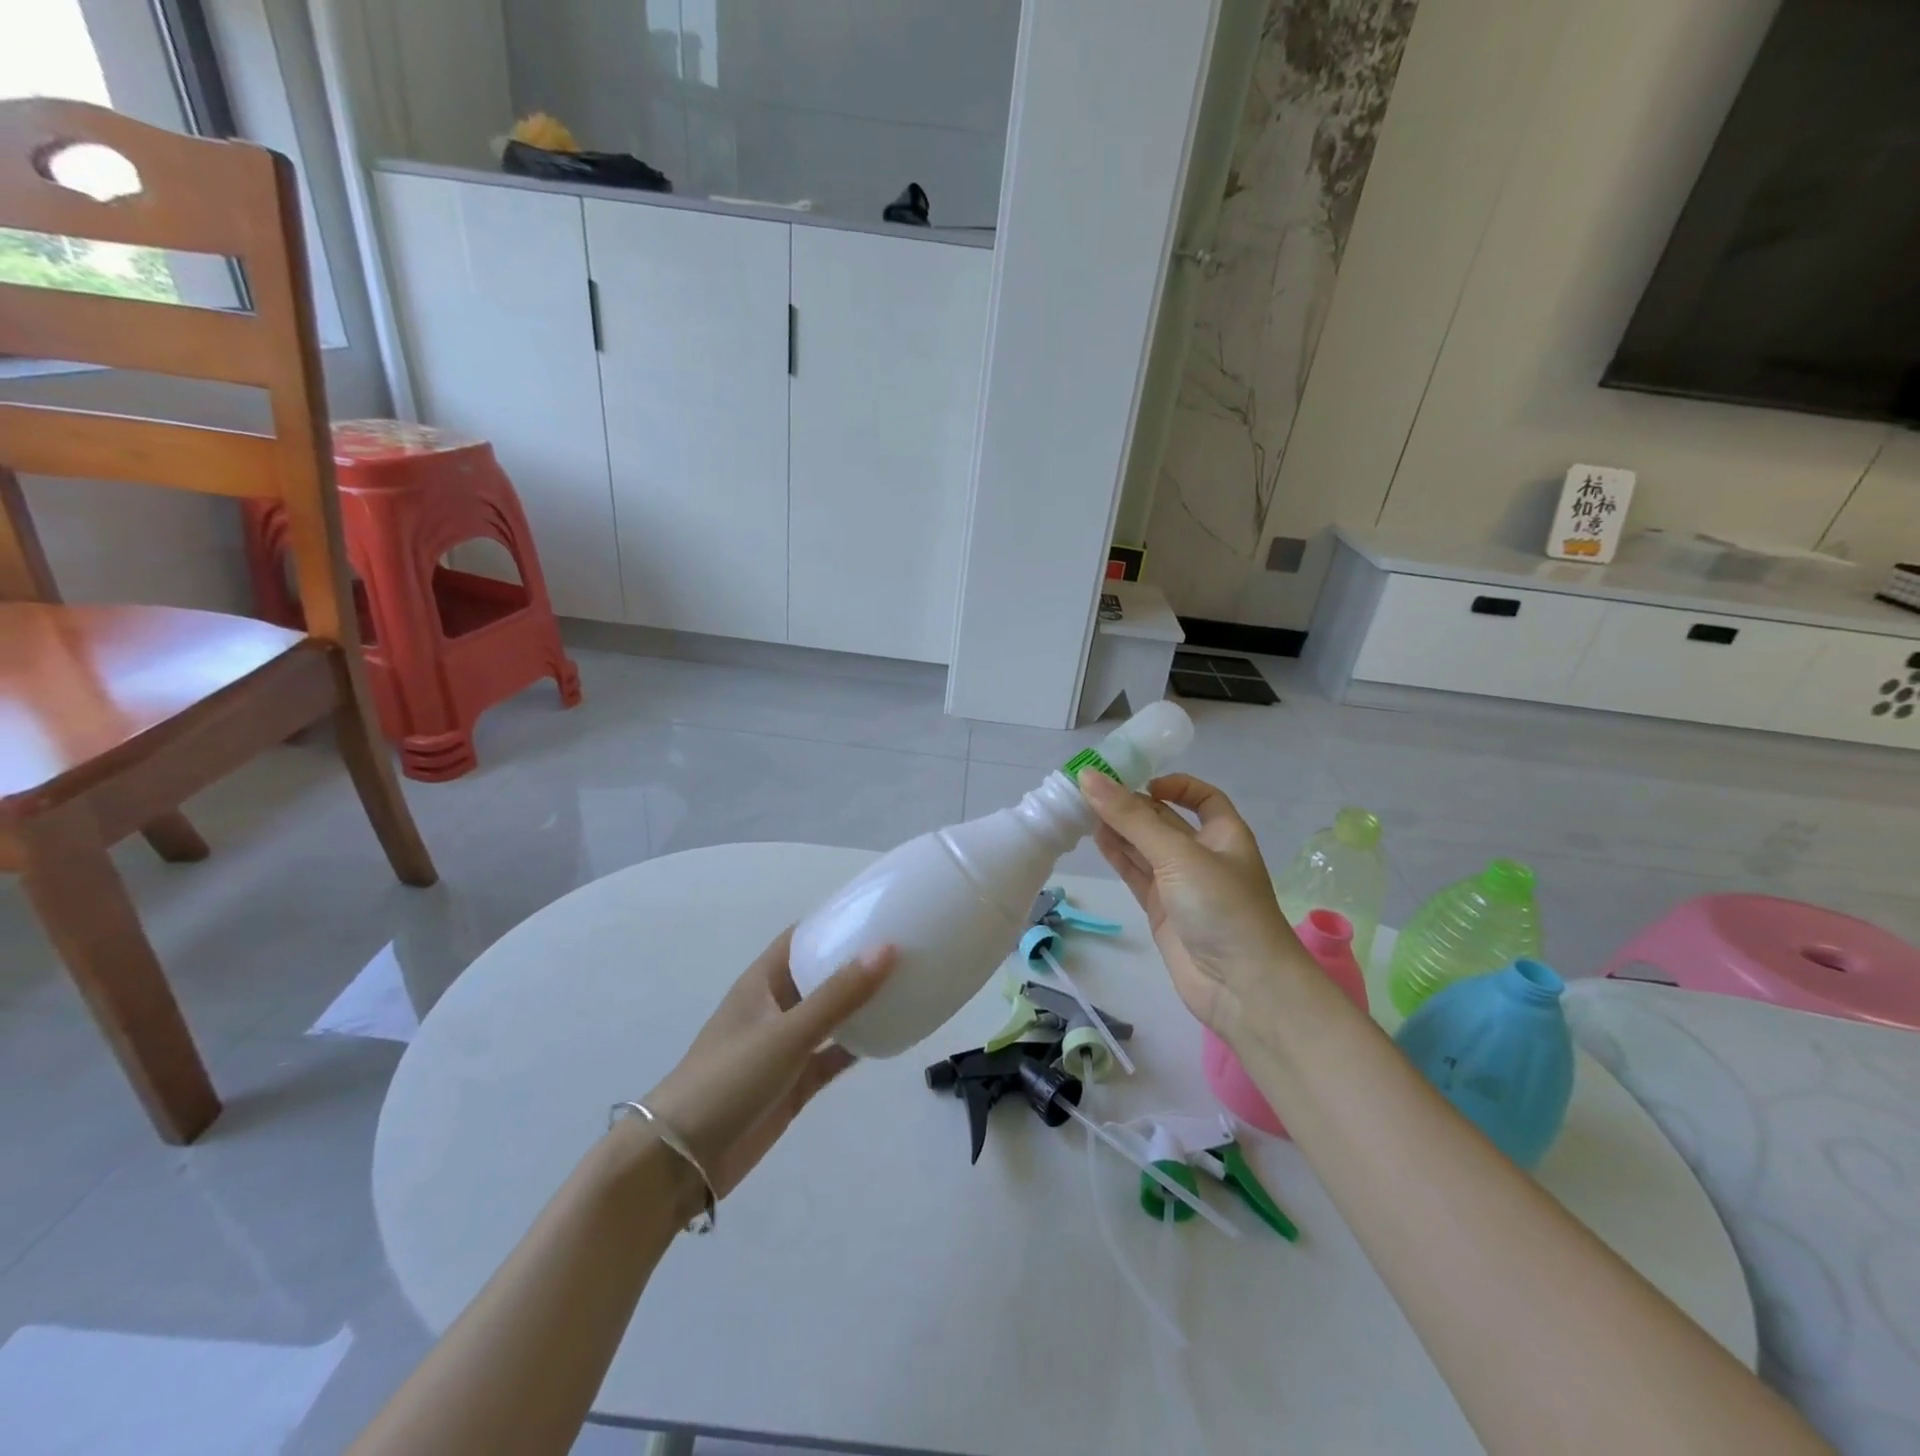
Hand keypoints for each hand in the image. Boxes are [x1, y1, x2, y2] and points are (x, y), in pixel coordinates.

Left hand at [642, 928, 894, 1198]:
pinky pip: (832, 1055)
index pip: (801, 938)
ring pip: (830, 1016)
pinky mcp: (793, 1083)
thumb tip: (888, 947)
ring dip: (860, 1003)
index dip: (833, 921)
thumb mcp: (787, 1032)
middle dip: (855, 962)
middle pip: (819, 974)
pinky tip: (890, 1036)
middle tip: (904, 947)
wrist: (682, 1161)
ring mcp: (784, 1047)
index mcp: (762, 982)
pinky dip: (857, 1046)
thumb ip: (838, 994)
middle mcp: (774, 1008)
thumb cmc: (728, 1079)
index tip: (876, 910)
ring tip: (906, 985)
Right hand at [1078, 770, 1301, 1036]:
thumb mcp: (1178, 854)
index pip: (1202, 798)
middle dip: (1133, 805)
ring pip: (1145, 847)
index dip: (1176, 786)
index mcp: (1224, 834)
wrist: (1242, 987)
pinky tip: (1095, 840)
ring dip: (1119, 829)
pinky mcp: (1162, 910)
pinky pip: (1136, 874)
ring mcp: (1181, 885)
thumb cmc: (1222, 907)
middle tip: (1091, 791)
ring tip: (1083, 811)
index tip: (1141, 782)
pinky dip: (1117, 857)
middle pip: (1165, 821)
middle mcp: (1203, 855)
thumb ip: (1131, 818)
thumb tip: (1088, 776)